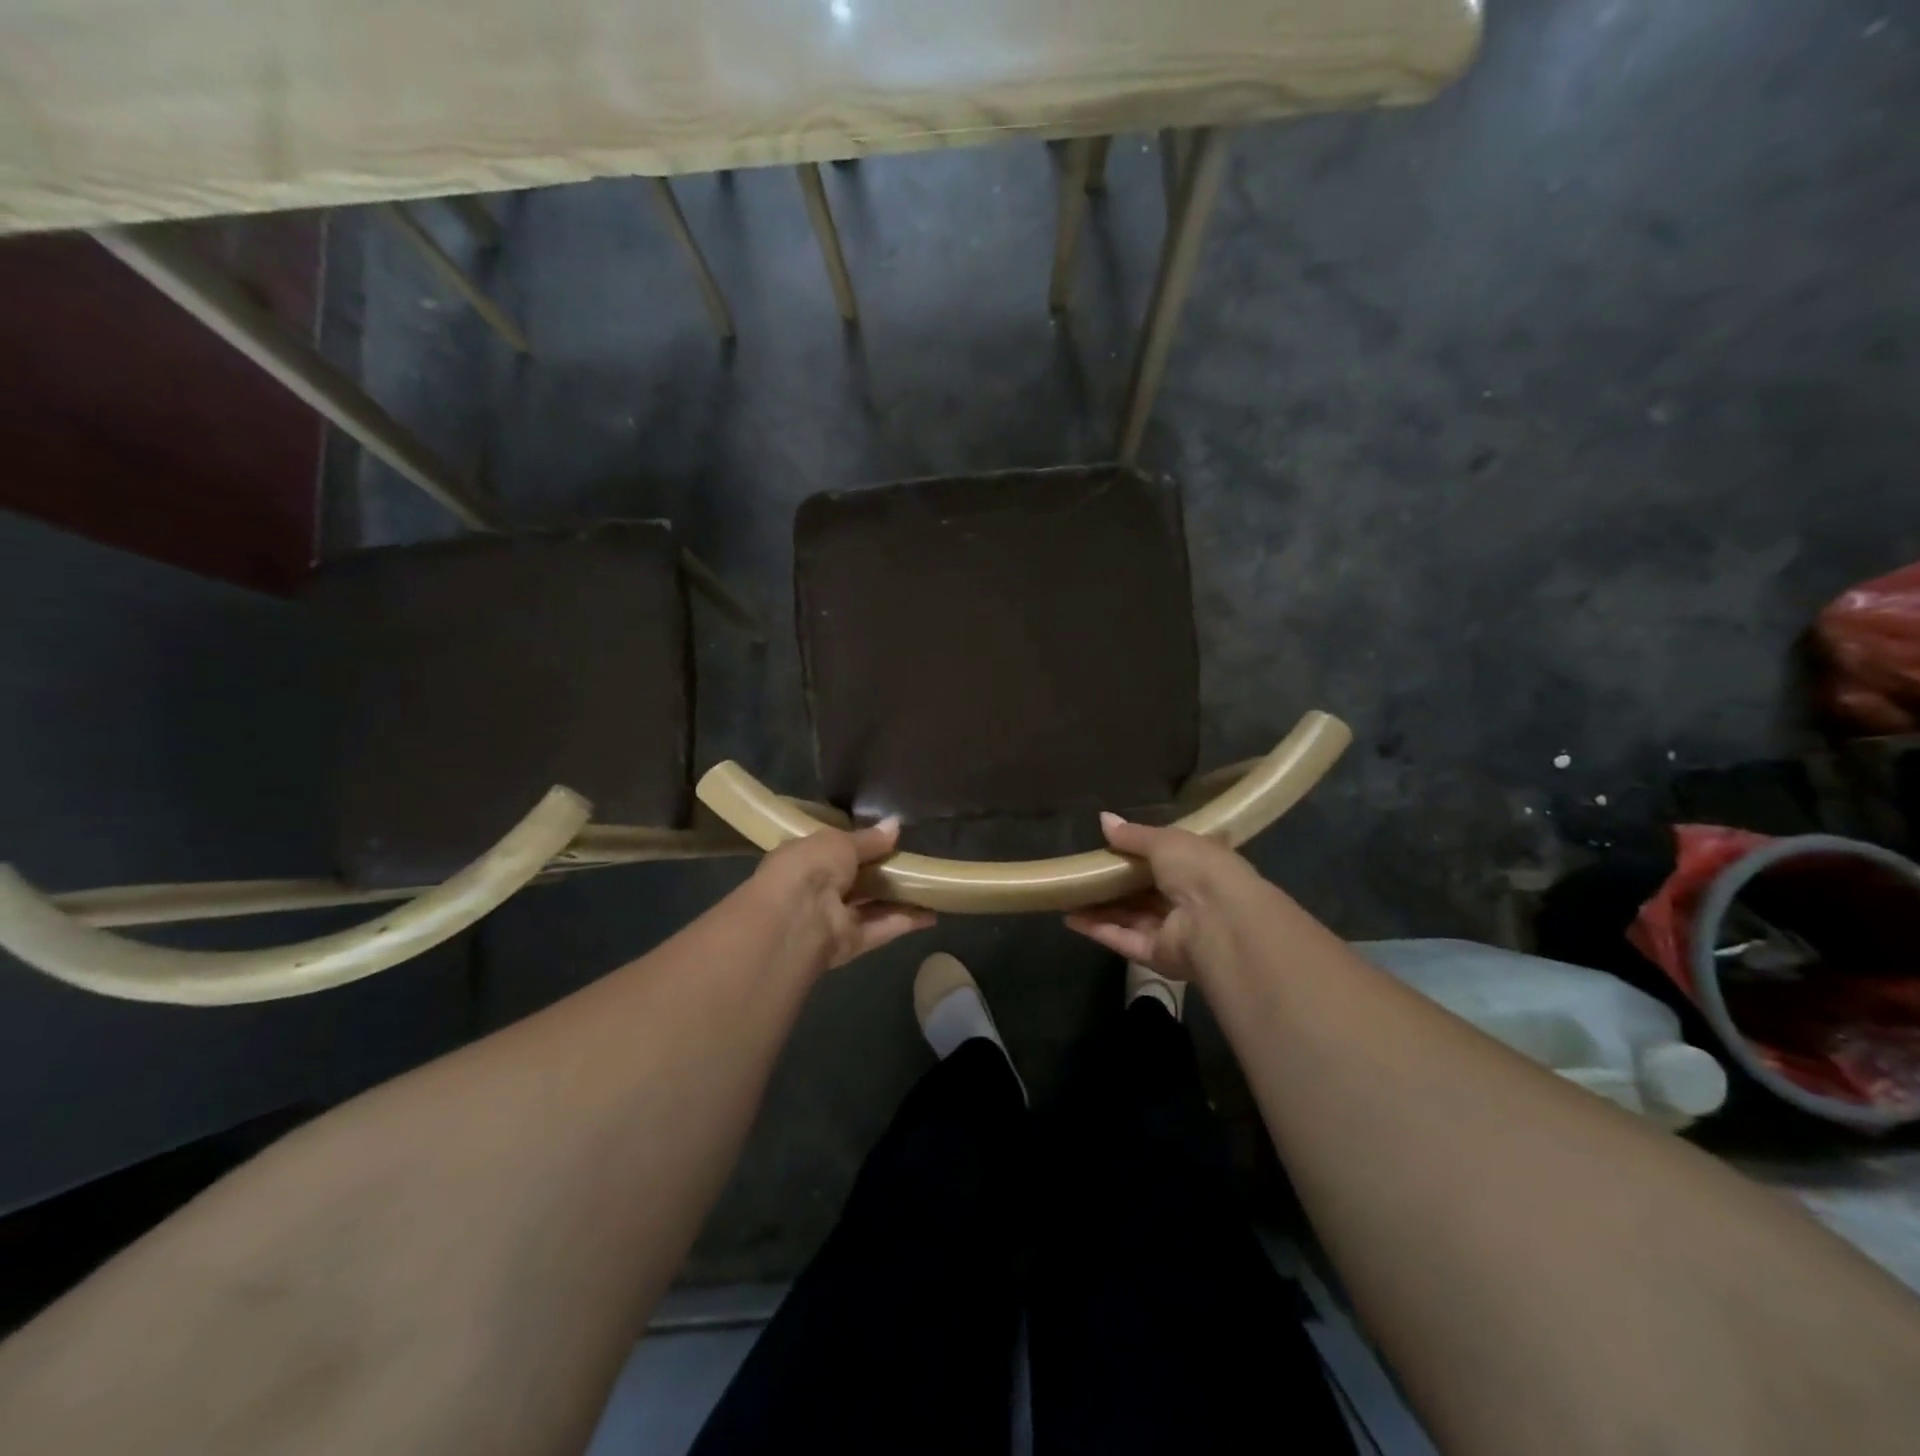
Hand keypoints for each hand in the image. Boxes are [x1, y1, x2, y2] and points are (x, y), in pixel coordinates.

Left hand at [751, 818, 935, 971]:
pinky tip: (932, 914)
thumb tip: (895, 824)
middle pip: (855, 880)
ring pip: (870, 907)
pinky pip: (880, 928)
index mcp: (804, 858)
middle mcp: (816, 889)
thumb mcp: (840, 842)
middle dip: (882, 873)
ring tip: (931, 887)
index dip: (859, 845)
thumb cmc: (811, 867)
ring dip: (899, 899)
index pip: (833, 850)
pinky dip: (905, 921)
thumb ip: (869, 839)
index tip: (888, 839)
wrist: (797, 918)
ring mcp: (832, 918)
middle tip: (916, 862)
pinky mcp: (850, 943)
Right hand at [1064, 813, 1263, 982]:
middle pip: (1142, 892)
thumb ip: (1133, 834)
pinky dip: (1098, 929)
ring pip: (1129, 917)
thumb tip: (1103, 819)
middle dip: (1111, 884)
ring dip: (1099, 907)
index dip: (1135, 854)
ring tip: (1065, 896)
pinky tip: (1070, 918)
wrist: (1219, 922)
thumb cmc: (1199, 869)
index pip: (1164, 860)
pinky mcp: (1157, 955)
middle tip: (1078, 873)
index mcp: (1197, 867)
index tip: (1105, 848)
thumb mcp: (1165, 840)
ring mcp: (1172, 930)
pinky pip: (1123, 939)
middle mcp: (1186, 899)